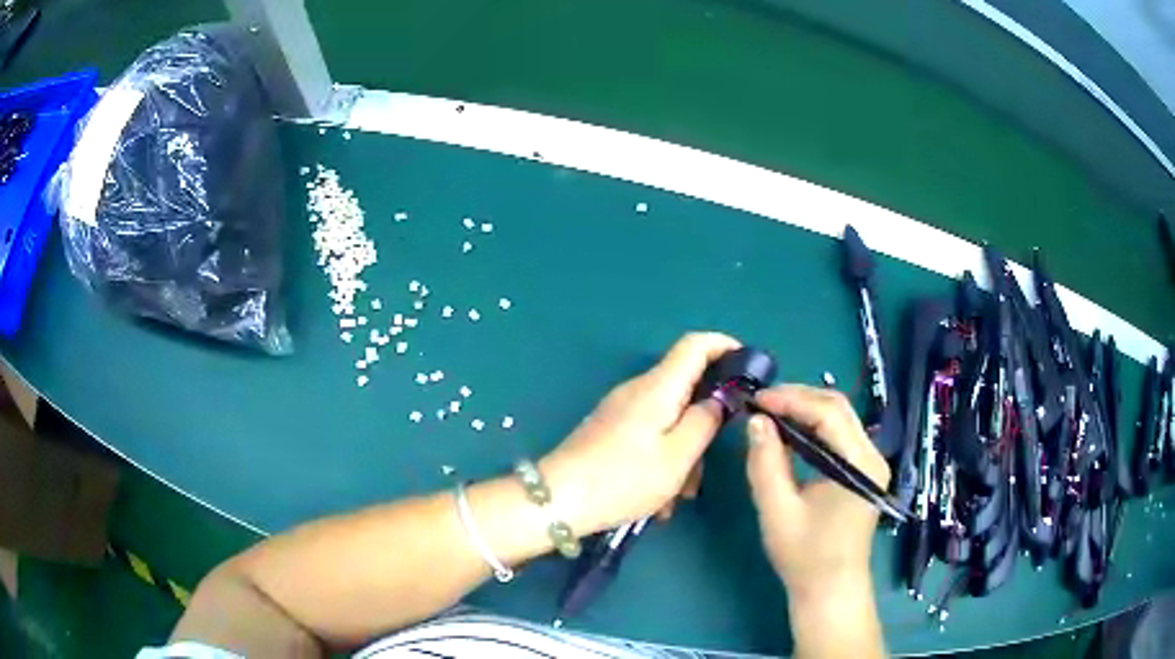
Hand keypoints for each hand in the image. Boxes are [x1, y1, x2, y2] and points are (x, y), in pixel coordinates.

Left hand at [540, 332, 740, 536]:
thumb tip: (720, 399)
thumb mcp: (678, 456)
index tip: (748, 367)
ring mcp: (621, 410)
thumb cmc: (623, 479)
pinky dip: (663, 460)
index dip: (725, 346)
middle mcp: (638, 390)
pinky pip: (650, 436)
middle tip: (708, 463)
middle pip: (686, 389)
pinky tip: (659, 498)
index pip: (695, 344)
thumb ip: (705, 421)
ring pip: (669, 420)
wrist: (559, 501)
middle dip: (705, 423)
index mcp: (658, 387)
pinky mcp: (611, 430)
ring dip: (683, 452)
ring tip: (678, 495)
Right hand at [744, 385, 889, 598]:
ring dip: (805, 410)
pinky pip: (839, 435)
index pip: (828, 412)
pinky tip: (789, 434)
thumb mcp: (778, 510)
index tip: (755, 399)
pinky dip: (813, 428)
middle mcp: (872, 455)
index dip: (791, 399)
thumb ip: (766, 463)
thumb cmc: (805, 556)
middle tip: (760, 402)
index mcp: (859, 464)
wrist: (830, 589)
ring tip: (770, 414)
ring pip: (839, 418)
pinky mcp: (863, 471)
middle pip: (838, 408)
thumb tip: (756, 421)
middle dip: (798, 398)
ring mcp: (871, 463)